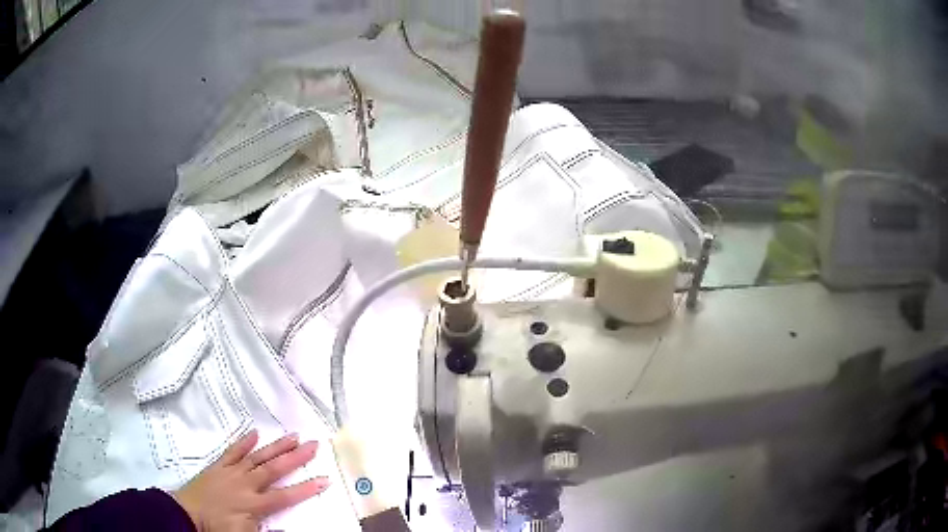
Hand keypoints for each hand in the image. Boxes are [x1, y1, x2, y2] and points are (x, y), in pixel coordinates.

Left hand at [172, 430, 328, 530]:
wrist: (187, 515)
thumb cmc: (218, 529)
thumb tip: (289, 530)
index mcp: (255, 504)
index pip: (286, 496)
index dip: (306, 488)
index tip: (325, 479)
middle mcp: (246, 484)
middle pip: (274, 469)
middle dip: (295, 457)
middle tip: (313, 444)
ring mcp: (231, 472)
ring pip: (257, 456)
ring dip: (275, 446)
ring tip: (293, 435)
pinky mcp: (218, 466)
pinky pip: (232, 451)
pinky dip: (243, 442)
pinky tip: (254, 433)